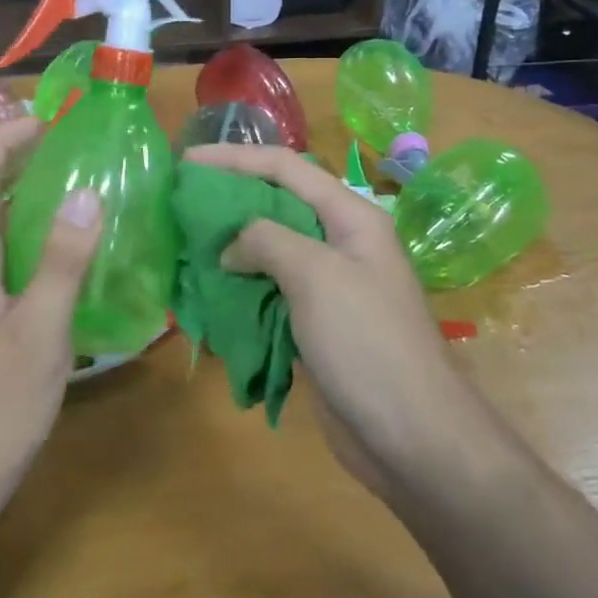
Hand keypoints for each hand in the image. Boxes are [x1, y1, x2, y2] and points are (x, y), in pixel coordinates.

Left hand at [0, 117, 102, 527]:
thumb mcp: (38, 334)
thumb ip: (61, 261)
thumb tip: (87, 193)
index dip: (1, 139)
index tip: (44, 121)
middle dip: (15, 160)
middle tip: (68, 146)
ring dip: (23, 197)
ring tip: (74, 187)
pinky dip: (28, 238)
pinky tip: (63, 256)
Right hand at [184, 144, 473, 502]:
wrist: (414, 439)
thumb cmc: (367, 342)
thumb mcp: (316, 275)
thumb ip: (268, 241)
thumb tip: (231, 247)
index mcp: (350, 216)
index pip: (285, 167)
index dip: (235, 158)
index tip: (187, 162)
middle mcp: (339, 241)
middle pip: (276, 202)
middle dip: (230, 197)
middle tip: (183, 200)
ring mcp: (328, 284)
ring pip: (270, 247)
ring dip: (230, 243)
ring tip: (187, 241)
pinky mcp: (315, 322)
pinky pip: (270, 289)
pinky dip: (239, 284)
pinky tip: (210, 288)